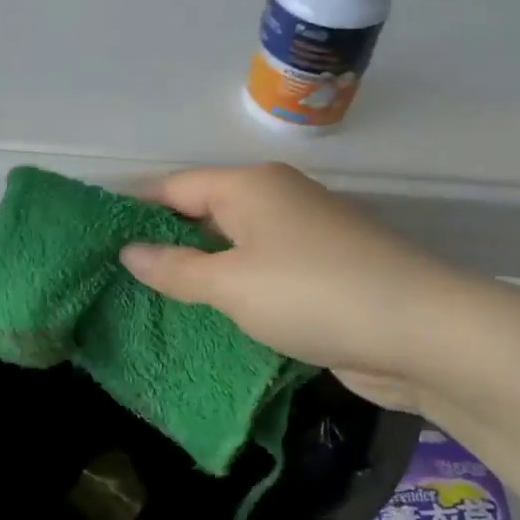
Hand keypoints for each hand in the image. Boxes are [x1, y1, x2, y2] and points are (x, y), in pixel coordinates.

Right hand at [118, 163, 465, 410]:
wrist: (422, 332)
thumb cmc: (312, 294)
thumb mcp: (230, 284)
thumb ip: (175, 269)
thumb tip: (128, 252)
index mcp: (251, 187)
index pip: (176, 187)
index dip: (135, 208)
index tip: (97, 235)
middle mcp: (276, 201)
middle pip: (204, 213)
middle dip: (163, 242)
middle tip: (114, 274)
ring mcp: (303, 237)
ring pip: (233, 247)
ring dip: (198, 271)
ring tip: (149, 298)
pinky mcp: (322, 274)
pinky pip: (260, 274)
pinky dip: (232, 290)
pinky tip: (207, 316)